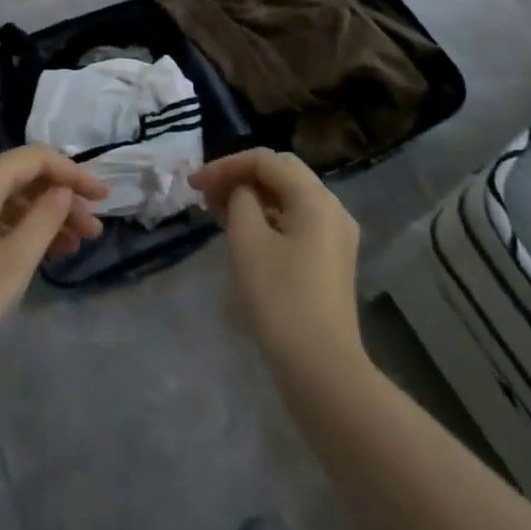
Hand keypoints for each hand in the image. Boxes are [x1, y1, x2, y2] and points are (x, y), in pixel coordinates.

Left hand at [0, 147, 107, 387]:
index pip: (32, 158)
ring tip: (75, 245)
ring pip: (4, 202)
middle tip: (92, 229)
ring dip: (41, 217)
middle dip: (59, 198)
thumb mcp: (14, 261)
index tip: (102, 197)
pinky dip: (17, 231)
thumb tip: (61, 190)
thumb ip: (45, 218)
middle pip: (18, 179)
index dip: (71, 172)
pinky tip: (39, 254)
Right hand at [190, 150, 362, 375]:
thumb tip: (242, 192)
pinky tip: (246, 233)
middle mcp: (333, 208)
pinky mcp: (332, 260)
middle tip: (208, 194)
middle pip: (281, 172)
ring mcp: (337, 236)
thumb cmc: (279, 297)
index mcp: (315, 197)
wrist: (321, 369)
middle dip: (241, 176)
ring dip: (254, 197)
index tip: (193, 184)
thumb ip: (240, 199)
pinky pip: (297, 221)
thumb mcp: (247, 239)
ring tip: (219, 212)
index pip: (264, 160)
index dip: (225, 165)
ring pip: (289, 197)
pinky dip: (269, 217)